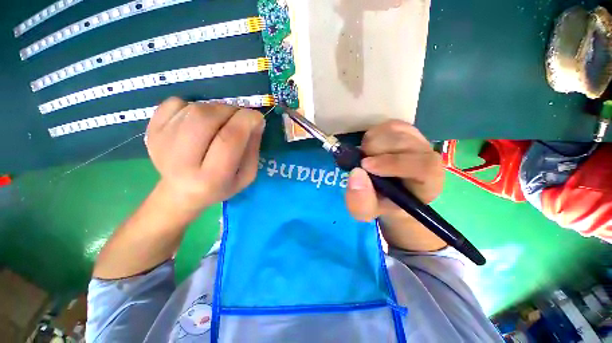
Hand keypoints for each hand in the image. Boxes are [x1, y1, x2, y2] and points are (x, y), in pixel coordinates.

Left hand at [146, 97, 264, 211]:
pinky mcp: (151, 131)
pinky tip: (197, 122)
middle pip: (206, 118)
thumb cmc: (221, 186)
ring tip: (220, 122)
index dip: (246, 121)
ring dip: (215, 109)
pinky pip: (175, 103)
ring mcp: (161, 143)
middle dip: (230, 111)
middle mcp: (182, 161)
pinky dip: (193, 106)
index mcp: (211, 177)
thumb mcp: (246, 175)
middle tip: (238, 118)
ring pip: (194, 109)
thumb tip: (256, 120)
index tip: (257, 117)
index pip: (229, 140)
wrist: (181, 192)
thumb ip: (253, 149)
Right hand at [345, 120, 443, 222]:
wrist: (388, 192)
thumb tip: (356, 173)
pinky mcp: (406, 131)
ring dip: (371, 143)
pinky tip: (371, 148)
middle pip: (404, 141)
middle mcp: (428, 157)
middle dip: (374, 151)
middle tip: (362, 163)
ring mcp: (417, 141)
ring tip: (366, 157)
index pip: (423, 166)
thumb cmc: (381, 203)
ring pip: (394, 130)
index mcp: (428, 182)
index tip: (365, 166)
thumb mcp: (366, 211)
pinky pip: (388, 125)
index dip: (393, 163)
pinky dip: (373, 135)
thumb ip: (360, 201)